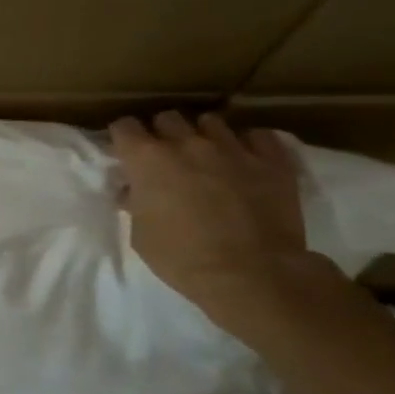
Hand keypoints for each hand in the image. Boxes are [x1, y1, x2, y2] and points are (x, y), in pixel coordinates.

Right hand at [109, 111, 317, 316]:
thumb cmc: (184, 259)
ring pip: (210, 121)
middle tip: (167, 157)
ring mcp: (232, 148)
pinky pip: (258, 136)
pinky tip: (246, 161)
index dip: (123, 138)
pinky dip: (249, 144)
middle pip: (167, 118)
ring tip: (208, 157)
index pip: (124, 126)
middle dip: (162, 133)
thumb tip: (133, 192)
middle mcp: (187, 143)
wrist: (254, 276)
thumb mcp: (141, 236)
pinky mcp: (271, 161)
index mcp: (147, 160)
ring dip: (203, 136)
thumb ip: (135, 204)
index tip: (126, 152)